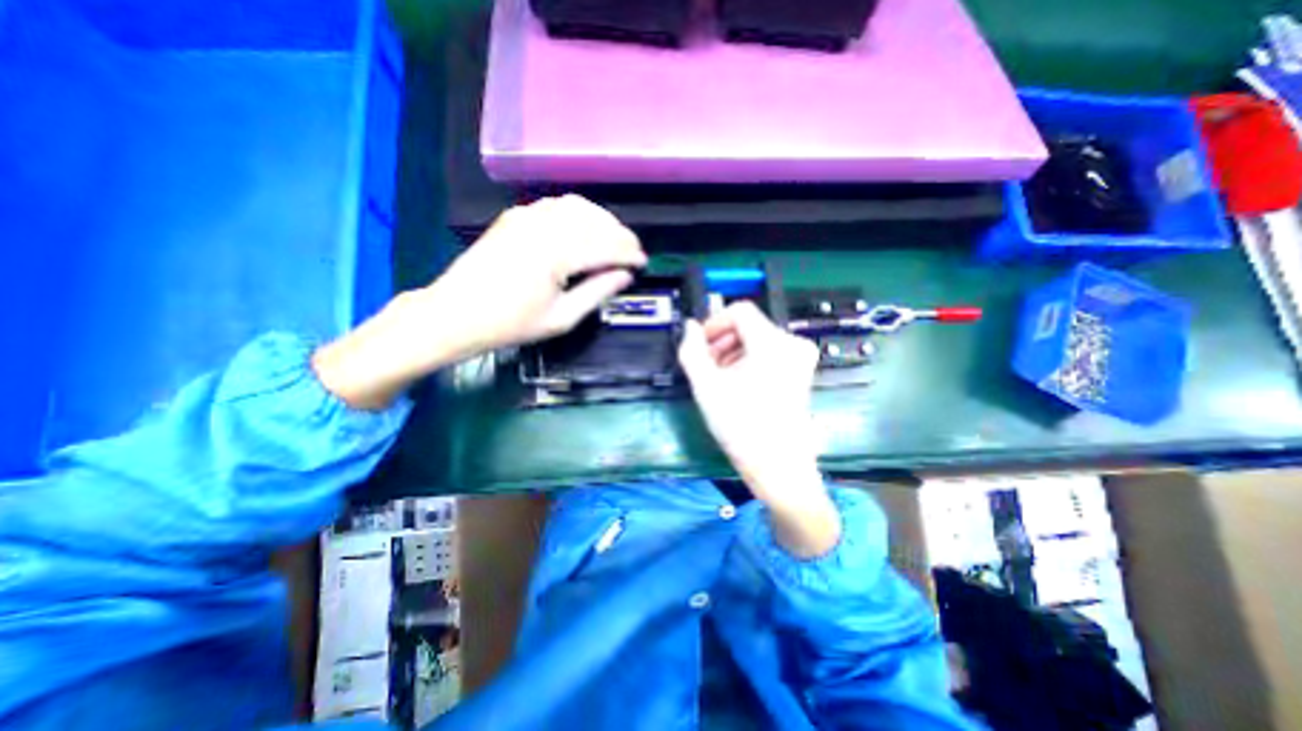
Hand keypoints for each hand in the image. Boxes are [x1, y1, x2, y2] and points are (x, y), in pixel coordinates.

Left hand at [313, 195, 638, 410]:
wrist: (456, 314)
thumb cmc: (510, 324)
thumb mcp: (561, 318)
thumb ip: (597, 292)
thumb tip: (625, 276)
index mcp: (556, 254)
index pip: (605, 246)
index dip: (629, 254)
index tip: (643, 263)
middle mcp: (543, 226)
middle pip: (595, 221)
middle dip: (620, 235)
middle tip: (632, 253)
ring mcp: (526, 216)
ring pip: (578, 207)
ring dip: (602, 221)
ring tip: (614, 240)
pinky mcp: (515, 215)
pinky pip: (556, 205)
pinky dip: (578, 214)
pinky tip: (584, 229)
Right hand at [676, 304, 838, 555]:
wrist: (779, 466)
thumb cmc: (741, 427)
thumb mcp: (706, 386)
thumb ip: (691, 351)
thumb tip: (689, 328)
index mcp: (773, 343)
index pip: (739, 311)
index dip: (714, 323)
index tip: (699, 344)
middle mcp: (793, 343)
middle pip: (749, 326)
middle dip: (722, 341)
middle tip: (705, 367)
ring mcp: (801, 358)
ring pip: (757, 339)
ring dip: (733, 352)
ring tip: (719, 379)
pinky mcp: (801, 371)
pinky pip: (768, 353)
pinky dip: (748, 361)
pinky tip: (737, 383)